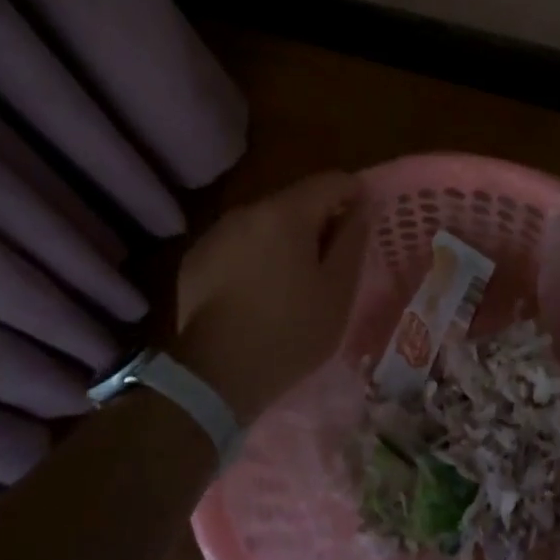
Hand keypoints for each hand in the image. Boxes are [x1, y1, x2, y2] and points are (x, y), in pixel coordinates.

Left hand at [175, 172, 365, 422]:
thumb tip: (362, 208)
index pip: (331, 181)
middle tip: (332, 258)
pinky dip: (254, 255)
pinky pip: (237, 243)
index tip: (364, 221)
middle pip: (295, 199)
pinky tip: (257, 291)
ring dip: (284, 237)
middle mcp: (247, 211)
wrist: (214, 378)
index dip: (354, 194)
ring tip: (293, 278)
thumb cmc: (289, 332)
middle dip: (318, 219)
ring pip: (264, 221)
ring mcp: (216, 233)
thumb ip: (353, 239)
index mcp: (286, 213)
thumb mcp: (337, 290)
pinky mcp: (196, 258)